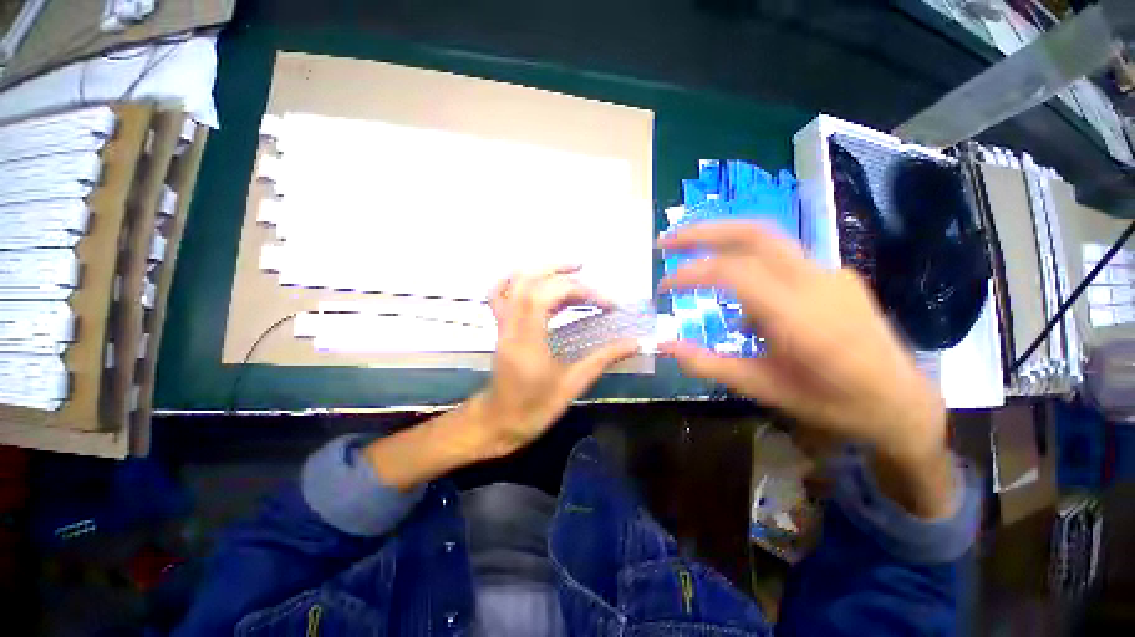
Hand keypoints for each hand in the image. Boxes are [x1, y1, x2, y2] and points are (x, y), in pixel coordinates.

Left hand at [472, 266, 639, 457]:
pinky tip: (536, 277)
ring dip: (543, 268)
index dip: (581, 291)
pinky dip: (516, 278)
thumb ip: (603, 359)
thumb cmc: (535, 408)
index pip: (548, 296)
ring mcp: (502, 324)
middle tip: (589, 274)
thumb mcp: (573, 385)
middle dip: (563, 272)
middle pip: (531, 282)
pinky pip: (499, 292)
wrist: (499, 421)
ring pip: (515, 282)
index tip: (608, 304)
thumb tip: (635, 342)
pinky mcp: (501, 325)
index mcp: (527, 341)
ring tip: (572, 269)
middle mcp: (511, 326)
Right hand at [657, 222, 952, 514]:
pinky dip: (749, 272)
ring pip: (768, 240)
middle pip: (754, 233)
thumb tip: (665, 345)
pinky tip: (745, 305)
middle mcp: (817, 282)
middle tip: (668, 241)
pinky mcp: (836, 275)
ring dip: (723, 244)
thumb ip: (708, 364)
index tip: (663, 287)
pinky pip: (782, 263)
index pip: (733, 272)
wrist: (902, 403)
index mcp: (800, 317)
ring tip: (694, 266)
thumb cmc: (831, 403)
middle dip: (703, 232)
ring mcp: (831, 273)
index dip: (690, 273)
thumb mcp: (762, 389)